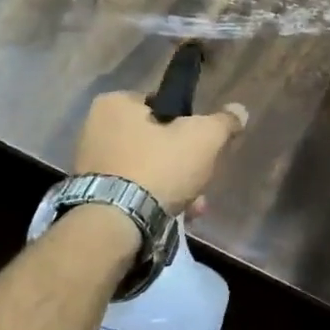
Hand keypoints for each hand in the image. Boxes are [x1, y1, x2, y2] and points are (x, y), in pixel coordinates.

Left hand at [74, 91, 247, 213]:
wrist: (115, 225)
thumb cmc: (158, 168)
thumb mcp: (204, 138)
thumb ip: (224, 122)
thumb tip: (239, 110)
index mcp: (115, 104)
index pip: (161, 104)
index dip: (187, 123)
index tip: (203, 145)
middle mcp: (95, 129)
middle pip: (156, 140)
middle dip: (183, 163)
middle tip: (201, 180)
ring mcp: (91, 165)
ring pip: (146, 169)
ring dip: (174, 186)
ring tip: (194, 207)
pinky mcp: (92, 196)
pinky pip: (132, 192)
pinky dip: (153, 202)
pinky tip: (175, 217)